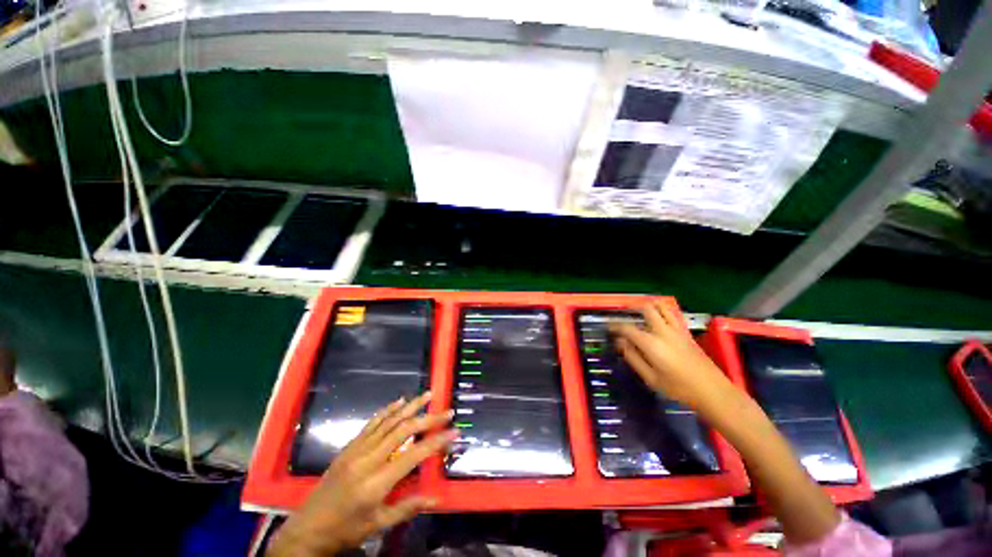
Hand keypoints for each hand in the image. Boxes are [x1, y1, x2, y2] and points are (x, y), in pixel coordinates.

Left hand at [268, 392, 456, 556]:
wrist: (307, 528)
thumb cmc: (345, 530)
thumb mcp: (378, 525)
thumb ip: (407, 508)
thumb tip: (436, 497)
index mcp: (376, 483)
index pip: (414, 456)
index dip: (436, 441)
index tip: (454, 432)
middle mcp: (368, 459)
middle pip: (403, 431)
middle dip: (428, 419)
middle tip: (447, 411)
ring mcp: (357, 449)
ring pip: (389, 421)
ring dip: (411, 406)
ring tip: (428, 394)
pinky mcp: (349, 446)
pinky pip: (372, 423)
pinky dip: (388, 410)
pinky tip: (399, 401)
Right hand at [610, 302, 733, 410]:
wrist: (713, 391)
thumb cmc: (678, 388)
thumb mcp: (650, 378)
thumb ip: (633, 358)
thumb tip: (620, 343)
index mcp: (651, 343)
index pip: (627, 328)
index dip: (615, 326)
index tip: (609, 328)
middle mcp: (663, 331)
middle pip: (646, 309)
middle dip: (633, 308)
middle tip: (625, 314)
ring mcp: (677, 330)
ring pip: (662, 307)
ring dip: (649, 305)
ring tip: (640, 311)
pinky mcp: (686, 332)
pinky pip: (672, 314)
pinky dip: (662, 311)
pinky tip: (658, 319)